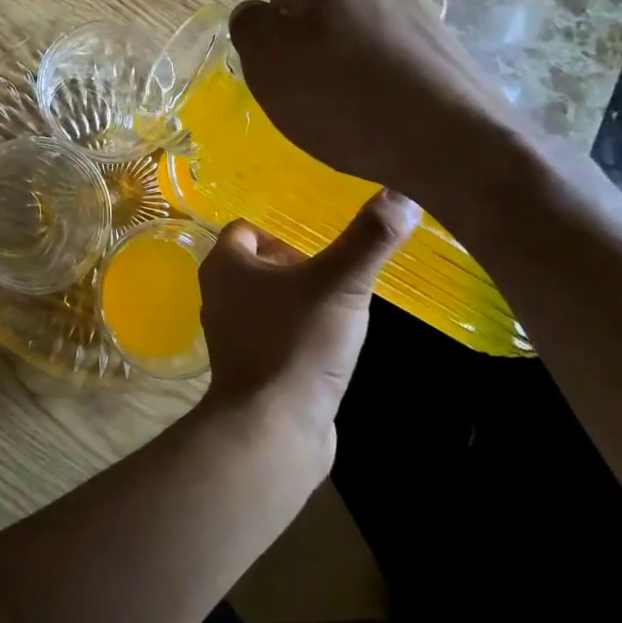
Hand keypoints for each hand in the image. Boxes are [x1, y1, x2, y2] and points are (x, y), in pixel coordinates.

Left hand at [197, 191, 418, 450]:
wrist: (274, 428)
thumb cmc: (297, 343)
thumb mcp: (340, 285)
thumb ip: (369, 240)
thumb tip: (403, 194)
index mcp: (224, 265)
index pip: (246, 230)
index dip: (282, 234)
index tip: (321, 248)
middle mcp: (218, 294)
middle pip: (257, 265)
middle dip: (296, 267)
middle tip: (337, 278)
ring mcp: (231, 334)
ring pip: (266, 302)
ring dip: (299, 302)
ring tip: (340, 310)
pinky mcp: (249, 368)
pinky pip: (274, 336)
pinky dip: (297, 334)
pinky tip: (329, 348)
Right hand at [228, 0, 526, 210]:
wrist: (455, 145)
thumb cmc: (343, 104)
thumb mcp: (269, 67)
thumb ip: (250, 29)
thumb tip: (254, 13)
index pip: (279, 2)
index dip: (273, 42)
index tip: (282, 80)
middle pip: (324, 18)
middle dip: (314, 51)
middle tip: (313, 99)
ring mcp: (420, 17)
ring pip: (363, 39)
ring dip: (352, 66)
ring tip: (355, 113)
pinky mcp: (451, 51)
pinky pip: (399, 62)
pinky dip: (388, 83)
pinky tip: (390, 116)